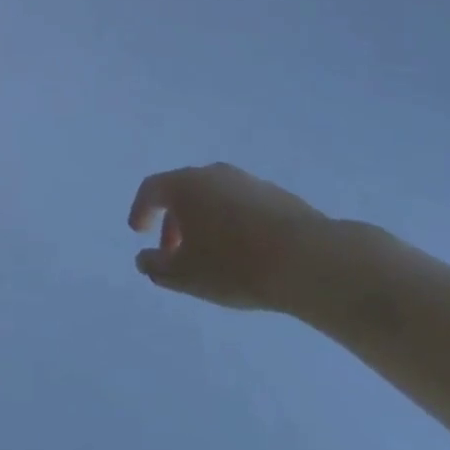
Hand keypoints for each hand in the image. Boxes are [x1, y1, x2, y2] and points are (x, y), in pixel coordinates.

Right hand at [128, 164, 331, 313]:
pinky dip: (234, 225)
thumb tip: (144, 259)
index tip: (139, 232)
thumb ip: (156, 267)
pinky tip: (246, 254)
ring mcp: (249, 182)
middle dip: (173, 222)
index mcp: (185, 185)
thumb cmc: (235, 264)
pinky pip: (243, 207)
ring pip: (215, 198)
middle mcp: (214, 174)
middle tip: (174, 252)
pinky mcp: (279, 197)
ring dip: (205, 223)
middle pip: (183, 192)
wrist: (310, 261)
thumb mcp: (185, 275)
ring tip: (211, 256)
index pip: (151, 189)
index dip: (141, 210)